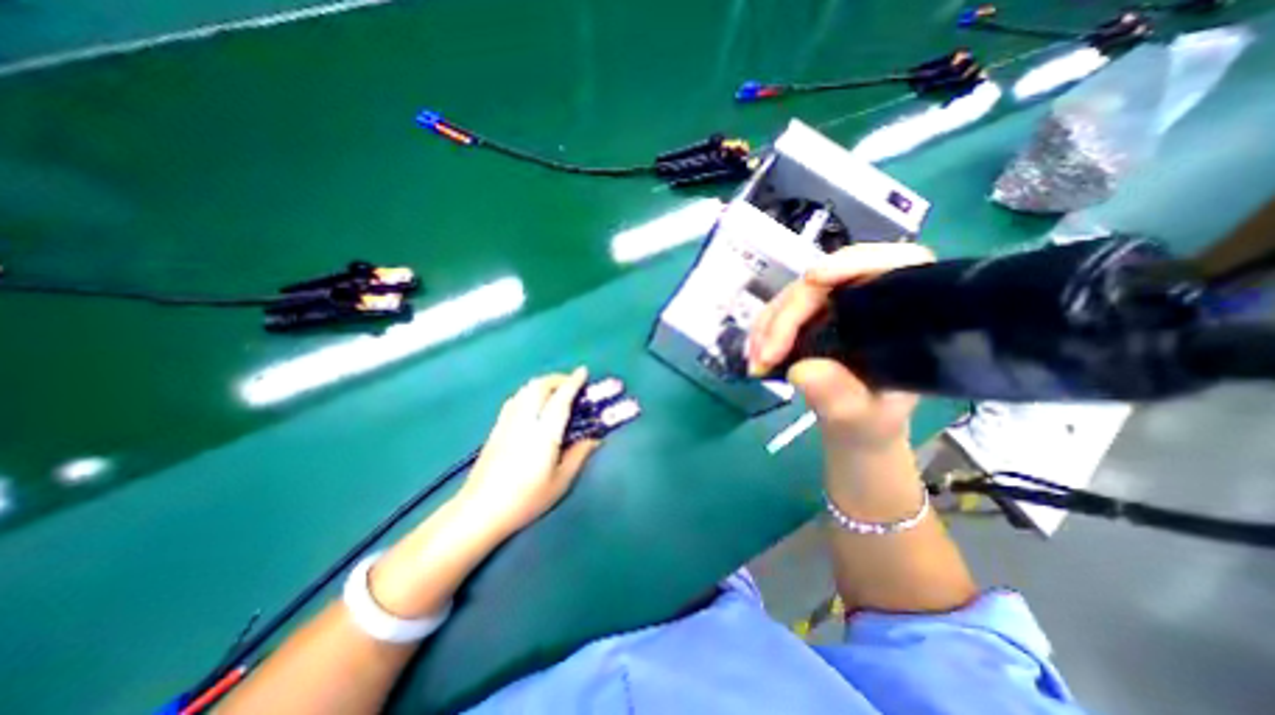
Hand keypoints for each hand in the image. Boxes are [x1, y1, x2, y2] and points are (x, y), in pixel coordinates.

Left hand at [457, 370, 601, 536]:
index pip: (561, 398)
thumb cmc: (526, 499)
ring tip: (555, 392)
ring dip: (543, 384)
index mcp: (544, 433)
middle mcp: (525, 420)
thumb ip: (579, 454)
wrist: (480, 511)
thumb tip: (595, 438)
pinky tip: (534, 404)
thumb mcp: (561, 481)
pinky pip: (515, 399)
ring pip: (525, 390)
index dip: (574, 382)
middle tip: (571, 385)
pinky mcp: (496, 428)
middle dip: (558, 379)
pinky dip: (529, 392)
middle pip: (540, 386)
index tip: (584, 372)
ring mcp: (507, 422)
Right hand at [750, 244, 933, 449]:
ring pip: (793, 297)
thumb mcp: (861, 415)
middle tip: (765, 355)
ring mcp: (834, 306)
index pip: (890, 264)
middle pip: (823, 284)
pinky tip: (755, 355)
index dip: (850, 263)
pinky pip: (779, 312)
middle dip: (787, 316)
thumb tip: (801, 370)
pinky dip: (762, 331)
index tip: (813, 280)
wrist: (854, 427)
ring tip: (756, 363)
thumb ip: (839, 396)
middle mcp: (868, 299)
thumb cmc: (871, 420)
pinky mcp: (809, 317)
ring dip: (768, 326)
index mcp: (904, 312)